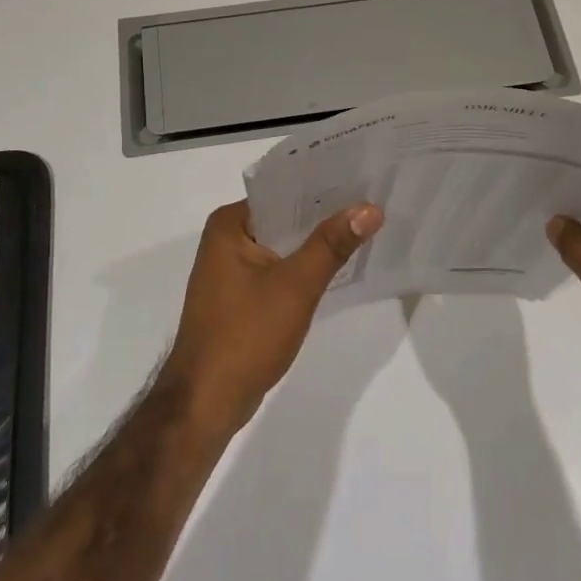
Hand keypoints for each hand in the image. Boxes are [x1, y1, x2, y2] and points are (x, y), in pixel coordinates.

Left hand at [161, 199, 383, 438]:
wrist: (207, 402)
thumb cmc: (246, 335)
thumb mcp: (296, 286)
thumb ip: (332, 244)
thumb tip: (370, 208)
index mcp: (229, 225)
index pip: (283, 190)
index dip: (323, 185)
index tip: (363, 178)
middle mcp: (226, 240)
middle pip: (284, 217)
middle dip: (324, 214)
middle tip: (373, 202)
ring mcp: (231, 271)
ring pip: (283, 245)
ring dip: (316, 242)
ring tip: (365, 227)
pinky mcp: (240, 297)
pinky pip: (279, 269)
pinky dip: (304, 267)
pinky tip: (338, 266)